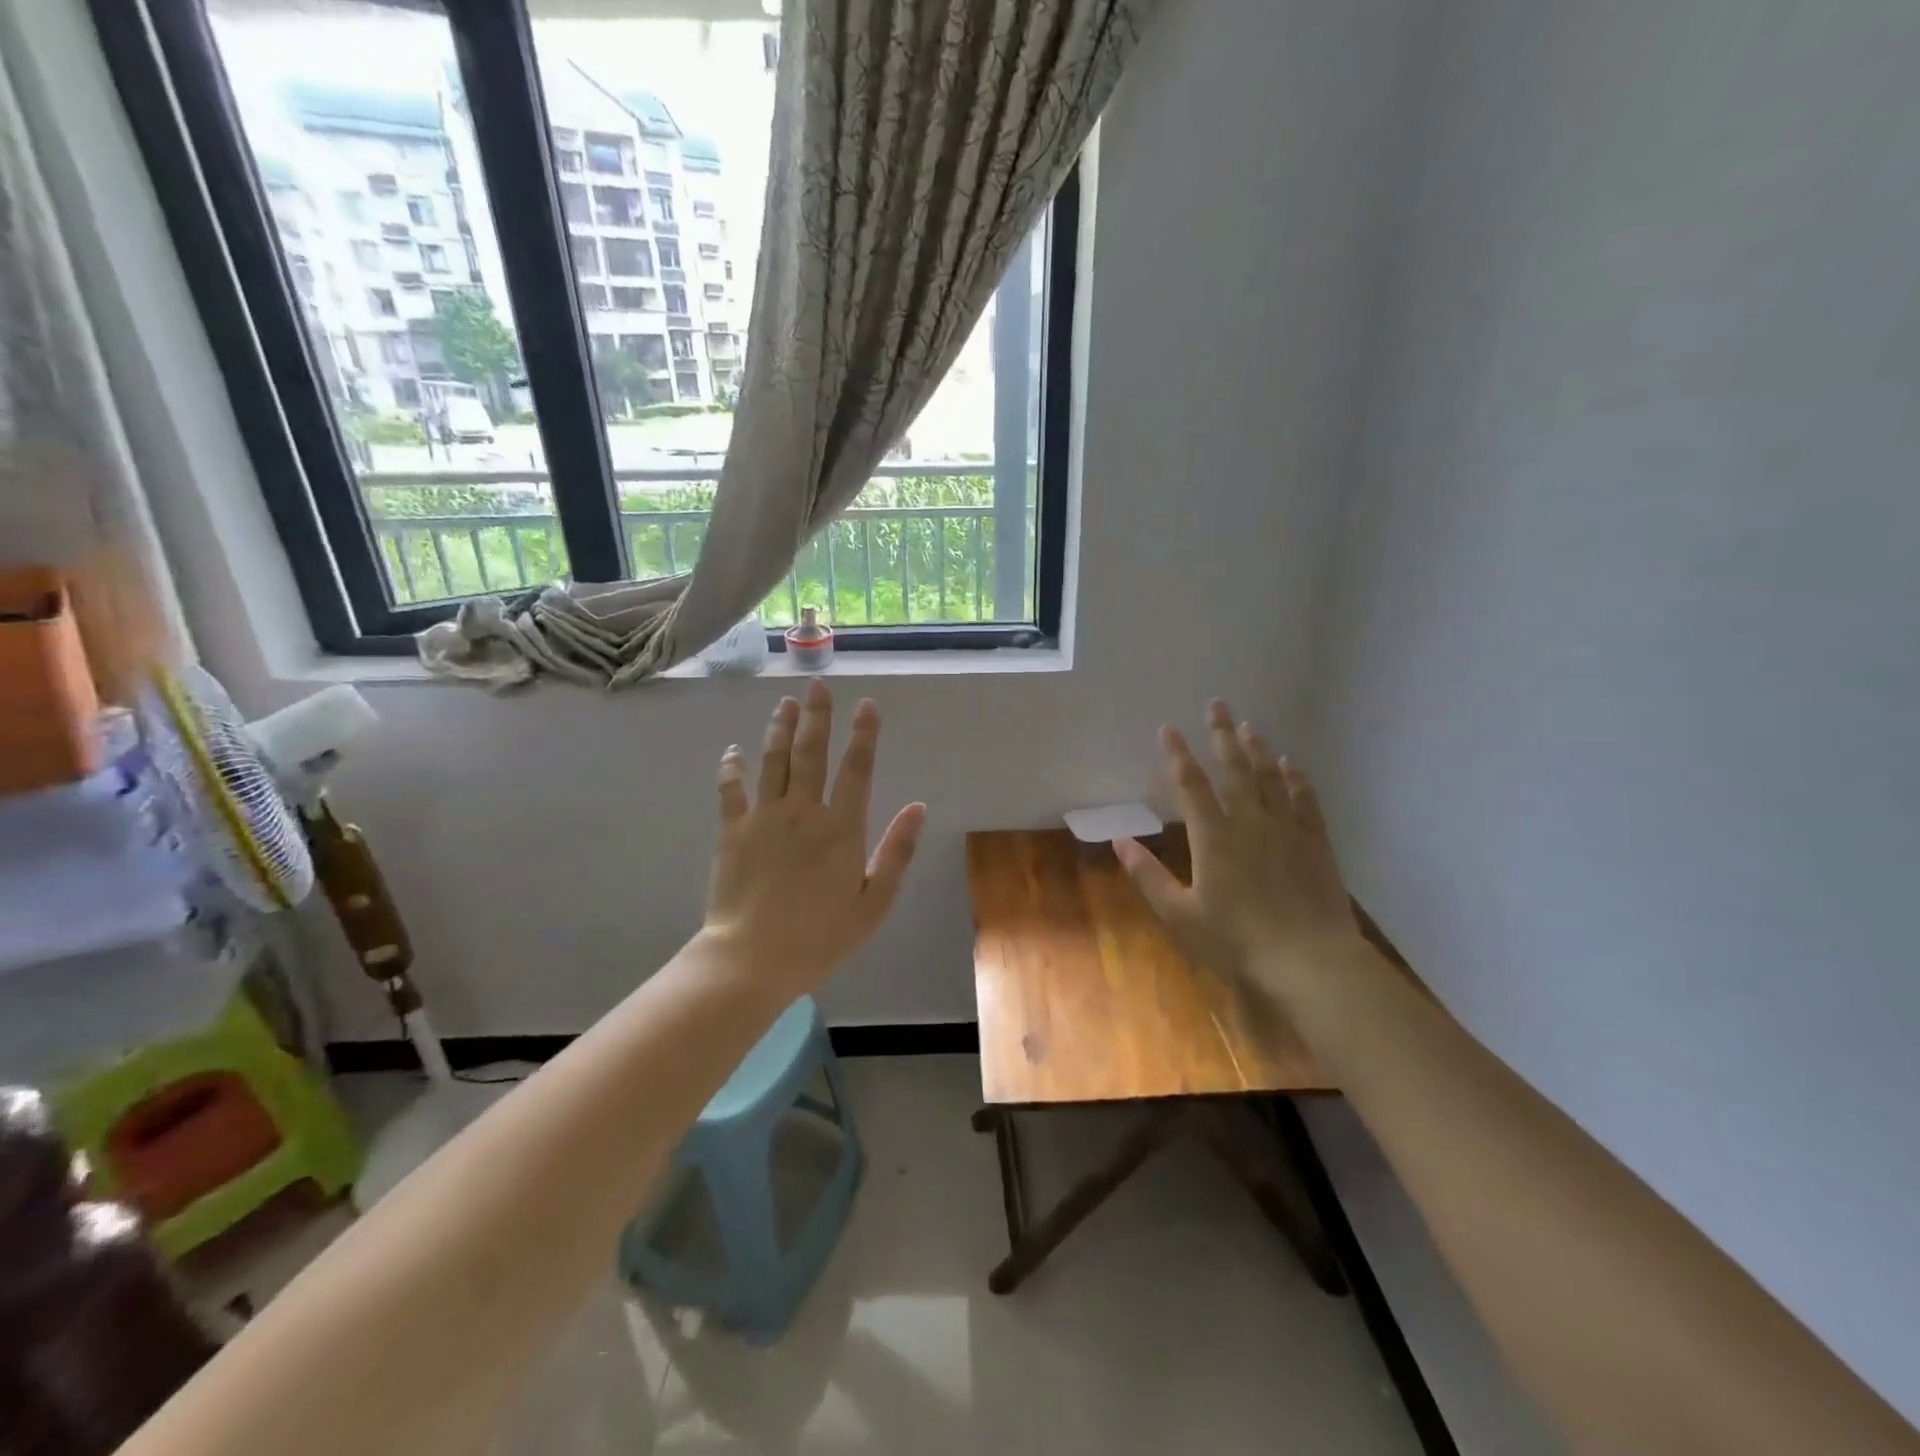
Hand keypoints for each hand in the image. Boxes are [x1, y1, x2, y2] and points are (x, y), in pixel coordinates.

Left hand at [702, 680, 926, 995]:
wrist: (752, 960)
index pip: (857, 769)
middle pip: (811, 753)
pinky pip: (731, 789)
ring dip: (780, 729)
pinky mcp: (732, 831)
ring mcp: (764, 817)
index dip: (864, 735)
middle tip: (818, 686)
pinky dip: (732, 767)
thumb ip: (897, 852)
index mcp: (842, 828)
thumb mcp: (874, 903)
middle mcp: (803, 811)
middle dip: (818, 716)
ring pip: (773, 761)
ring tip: (785, 703)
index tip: (867, 705)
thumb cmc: (821, 937)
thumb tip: (918, 806)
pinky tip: (733, 750)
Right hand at [1114, 700, 1359, 998]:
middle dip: (1222, 735)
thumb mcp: (1180, 915)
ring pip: (1270, 778)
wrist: (1310, 962)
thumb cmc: (1236, 942)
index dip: (1178, 755)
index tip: (1168, 729)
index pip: (1191, 785)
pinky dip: (1297, 779)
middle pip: (1234, 769)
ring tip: (1249, 726)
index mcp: (1214, 837)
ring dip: (1258, 750)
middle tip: (1217, 705)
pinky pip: (1305, 801)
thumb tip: (1119, 841)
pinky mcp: (1316, 844)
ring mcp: (1287, 830)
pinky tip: (1292, 765)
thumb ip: (1148, 876)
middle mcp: (1250, 822)